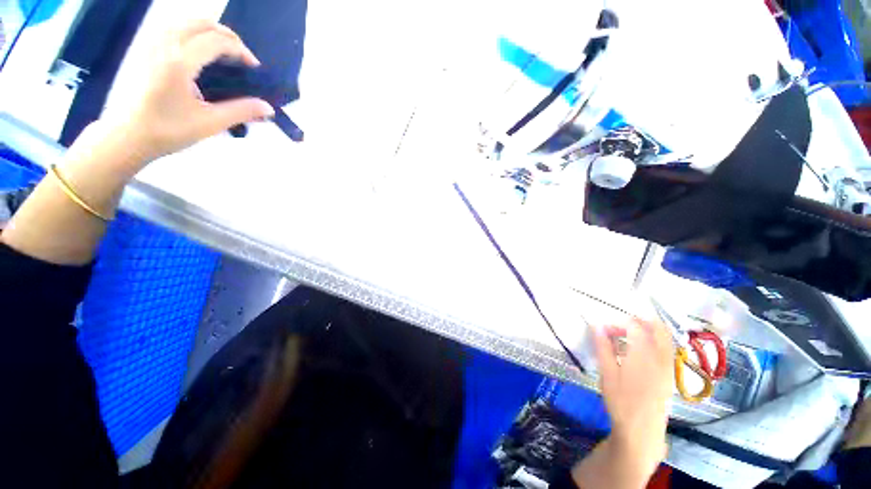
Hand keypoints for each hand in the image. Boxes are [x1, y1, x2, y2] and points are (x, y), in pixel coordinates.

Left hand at [103, 20, 274, 164]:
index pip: (217, 41)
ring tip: (223, 51)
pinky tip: (198, 49)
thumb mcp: (211, 123)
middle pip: (202, 24)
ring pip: (186, 22)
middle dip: (227, 36)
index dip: (241, 51)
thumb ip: (242, 111)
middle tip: (241, 57)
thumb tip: (269, 108)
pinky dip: (191, 32)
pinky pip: (172, 28)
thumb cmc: (169, 130)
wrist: (130, 135)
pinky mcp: (147, 51)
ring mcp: (153, 46)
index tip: (254, 68)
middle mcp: (166, 46)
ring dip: (209, 31)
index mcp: (181, 63)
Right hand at [593, 319, 673, 479]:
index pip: (634, 326)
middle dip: (639, 321)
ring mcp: (668, 366)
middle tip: (620, 325)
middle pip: (657, 328)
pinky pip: (667, 349)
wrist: (642, 430)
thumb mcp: (607, 373)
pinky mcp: (669, 374)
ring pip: (665, 338)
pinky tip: (641, 349)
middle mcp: (660, 357)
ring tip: (629, 334)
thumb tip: (597, 325)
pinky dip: (655, 340)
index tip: (603, 329)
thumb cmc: (621, 400)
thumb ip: (603, 346)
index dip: (618, 323)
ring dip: (648, 330)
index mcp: (644, 354)